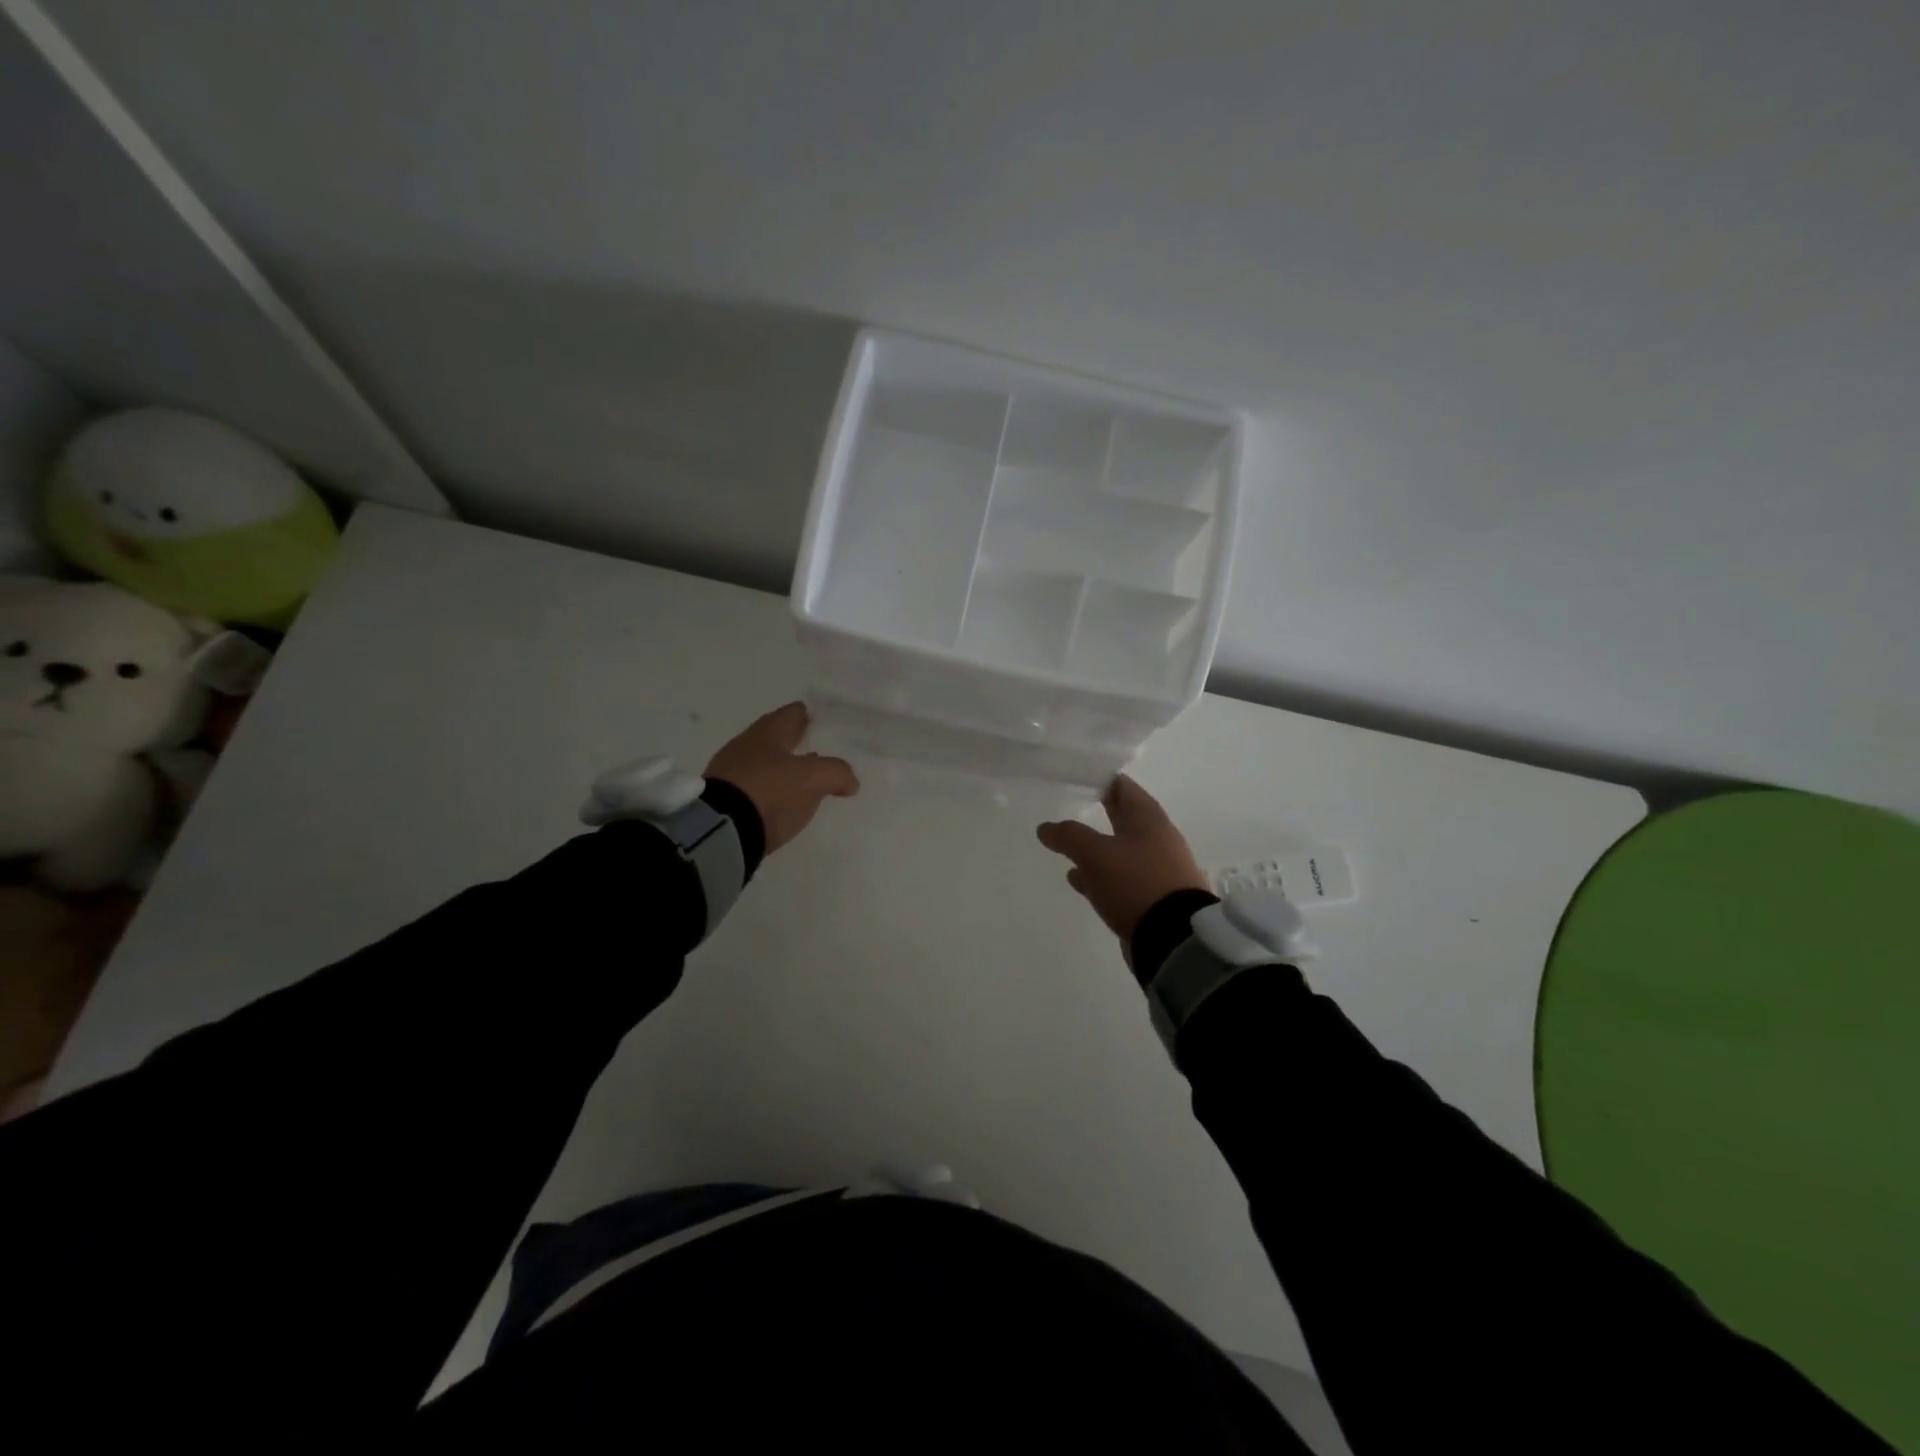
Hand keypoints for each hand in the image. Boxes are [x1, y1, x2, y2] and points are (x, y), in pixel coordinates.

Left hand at [706, 702, 858, 853]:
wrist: (721, 831)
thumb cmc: (770, 792)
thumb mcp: (813, 778)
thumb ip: (837, 773)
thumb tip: (850, 781)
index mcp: (767, 732)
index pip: (794, 713)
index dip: (813, 715)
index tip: (830, 721)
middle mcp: (747, 745)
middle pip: (779, 737)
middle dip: (799, 742)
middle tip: (823, 749)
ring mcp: (733, 772)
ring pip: (767, 762)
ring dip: (786, 767)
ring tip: (809, 777)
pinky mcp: (727, 799)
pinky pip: (758, 787)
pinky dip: (774, 789)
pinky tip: (786, 800)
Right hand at [1037, 775, 1209, 944]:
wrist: (1174, 938)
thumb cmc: (1136, 882)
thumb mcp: (1096, 854)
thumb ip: (1069, 836)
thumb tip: (1045, 827)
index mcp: (1148, 818)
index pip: (1122, 786)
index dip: (1100, 778)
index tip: (1075, 775)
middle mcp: (1156, 838)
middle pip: (1123, 817)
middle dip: (1098, 810)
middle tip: (1070, 803)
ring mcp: (1156, 868)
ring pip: (1119, 848)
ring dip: (1096, 846)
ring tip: (1067, 846)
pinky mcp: (1151, 896)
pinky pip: (1120, 877)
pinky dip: (1100, 875)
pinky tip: (1079, 880)